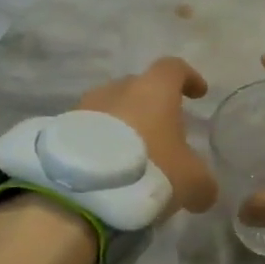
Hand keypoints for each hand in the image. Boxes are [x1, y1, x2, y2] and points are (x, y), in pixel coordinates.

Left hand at [75, 57, 218, 218]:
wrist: (80, 194)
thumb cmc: (150, 171)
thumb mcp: (193, 182)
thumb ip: (204, 182)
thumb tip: (205, 192)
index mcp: (154, 91)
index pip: (174, 69)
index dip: (189, 78)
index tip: (198, 94)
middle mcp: (117, 90)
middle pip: (139, 87)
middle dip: (152, 106)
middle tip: (163, 132)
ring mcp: (83, 109)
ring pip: (110, 110)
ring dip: (123, 127)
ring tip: (133, 156)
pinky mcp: (59, 133)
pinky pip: (87, 133)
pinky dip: (99, 145)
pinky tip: (108, 172)